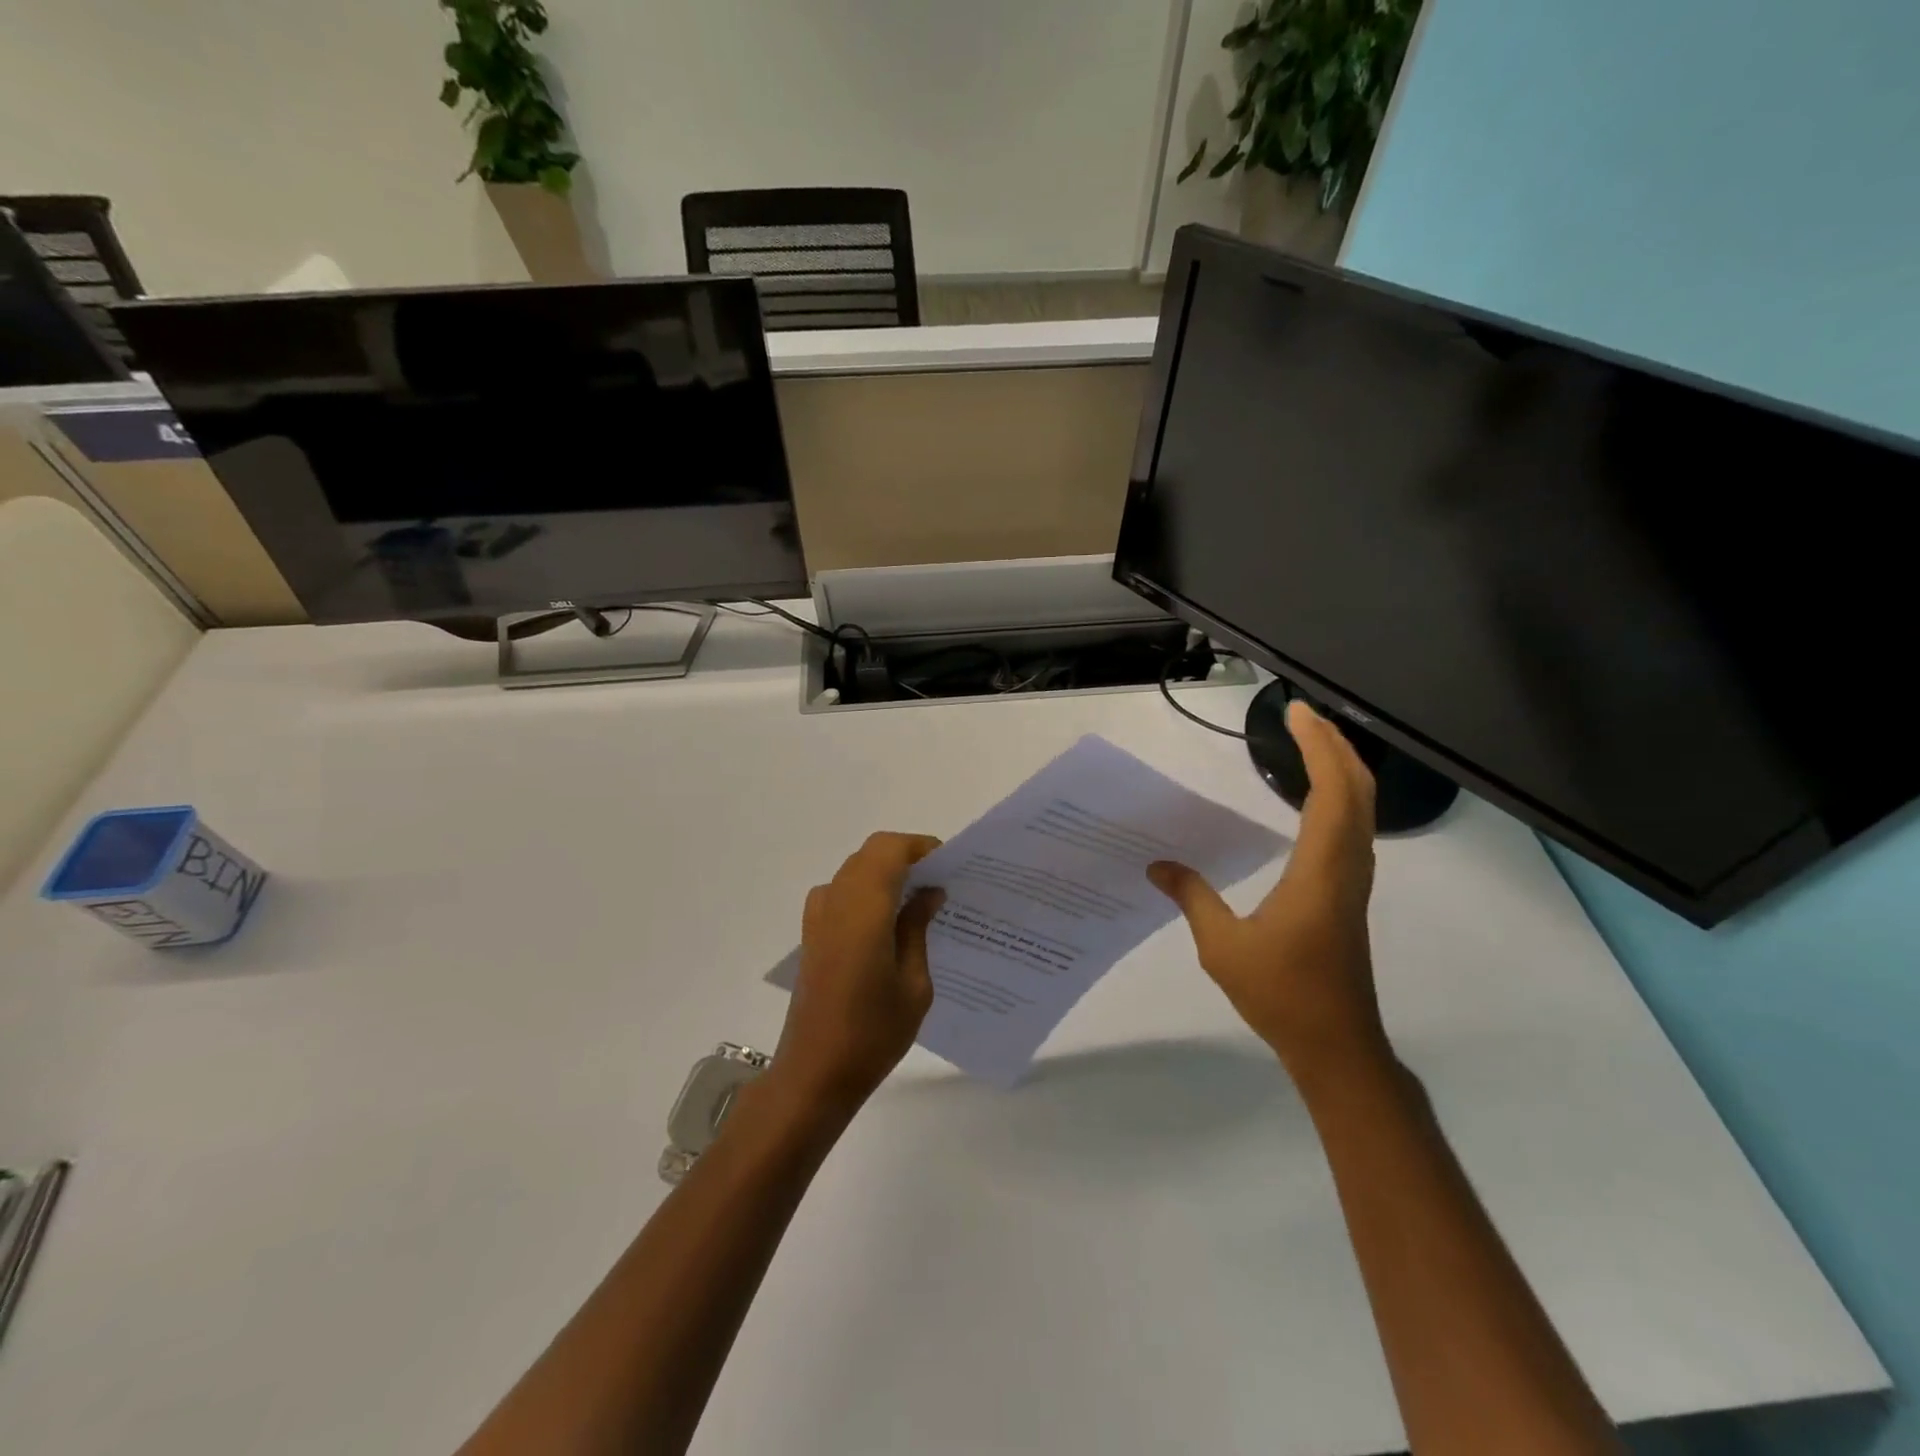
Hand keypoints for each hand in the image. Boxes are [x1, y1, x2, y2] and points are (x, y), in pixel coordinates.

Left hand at [772, 832, 944, 1115]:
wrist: (814, 1073)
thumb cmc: (873, 1032)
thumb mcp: (913, 983)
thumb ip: (917, 928)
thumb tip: (929, 892)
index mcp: (863, 908)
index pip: (889, 849)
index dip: (919, 846)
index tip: (949, 864)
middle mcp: (836, 901)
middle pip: (870, 854)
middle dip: (906, 857)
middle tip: (940, 882)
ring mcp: (818, 917)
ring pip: (855, 870)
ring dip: (886, 873)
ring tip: (919, 902)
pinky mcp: (812, 934)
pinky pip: (842, 893)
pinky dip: (867, 892)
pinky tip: (889, 924)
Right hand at [1148, 699, 1386, 1082]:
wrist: (1336, 1044)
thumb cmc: (1282, 993)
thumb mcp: (1222, 946)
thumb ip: (1193, 898)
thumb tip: (1156, 866)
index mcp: (1320, 871)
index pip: (1330, 792)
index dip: (1317, 747)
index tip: (1296, 713)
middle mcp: (1346, 866)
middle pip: (1357, 790)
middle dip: (1334, 745)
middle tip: (1302, 715)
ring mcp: (1353, 880)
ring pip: (1361, 808)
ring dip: (1341, 768)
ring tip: (1310, 742)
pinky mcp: (1348, 892)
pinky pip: (1353, 827)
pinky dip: (1339, 795)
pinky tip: (1313, 798)